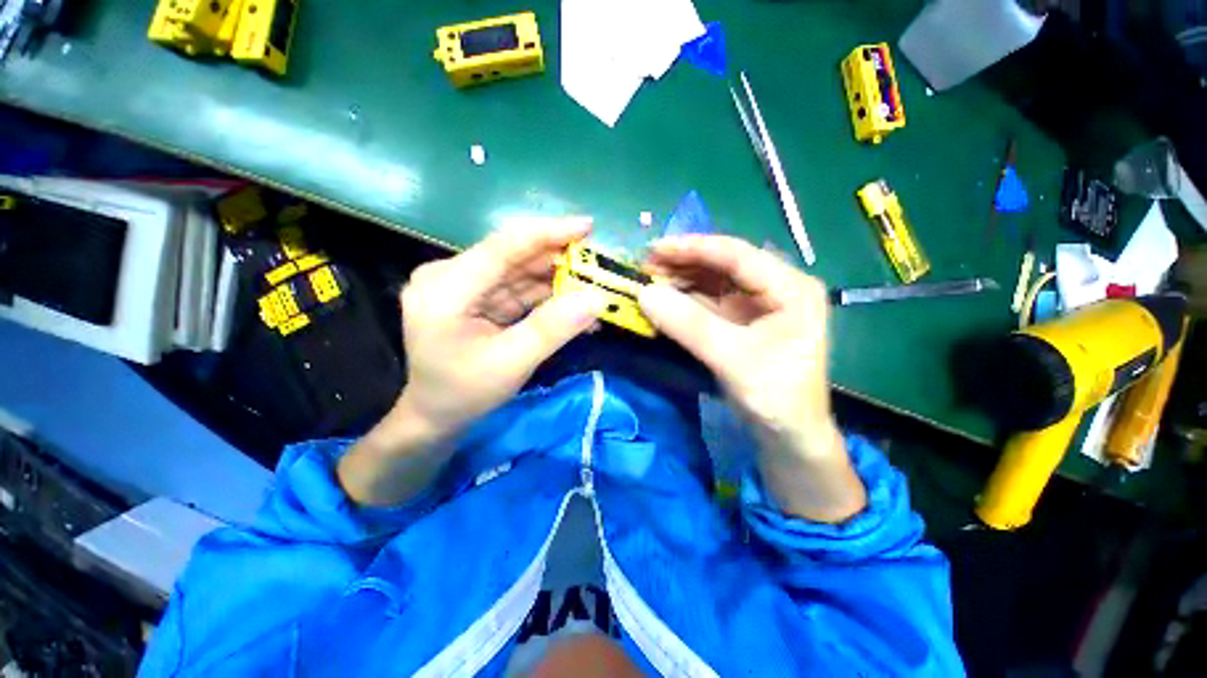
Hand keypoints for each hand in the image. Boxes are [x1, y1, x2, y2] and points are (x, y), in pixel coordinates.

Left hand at [398, 217, 606, 438]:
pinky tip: (573, 304)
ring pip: (519, 271)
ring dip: (557, 279)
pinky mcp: (475, 296)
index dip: (548, 232)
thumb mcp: (511, 364)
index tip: (588, 226)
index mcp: (446, 287)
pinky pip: (517, 289)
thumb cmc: (464, 393)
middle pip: (514, 256)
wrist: (434, 415)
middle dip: (559, 260)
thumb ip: (553, 329)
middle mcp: (449, 275)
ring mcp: (462, 285)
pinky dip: (546, 296)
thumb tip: (597, 298)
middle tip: (599, 265)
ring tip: (593, 287)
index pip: (503, 245)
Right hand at [639, 236, 864, 521]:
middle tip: (646, 266)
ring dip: (681, 279)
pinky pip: (710, 301)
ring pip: (714, 281)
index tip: (655, 248)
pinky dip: (685, 299)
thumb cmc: (775, 397)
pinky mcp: (742, 320)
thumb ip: (689, 325)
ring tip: (649, 279)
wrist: (789, 435)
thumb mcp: (732, 359)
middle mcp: (776, 288)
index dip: (694, 248)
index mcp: (790, 288)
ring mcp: (758, 304)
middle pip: (724, 265)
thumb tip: (644, 294)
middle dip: (684, 263)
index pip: (738, 255)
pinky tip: (665, 298)